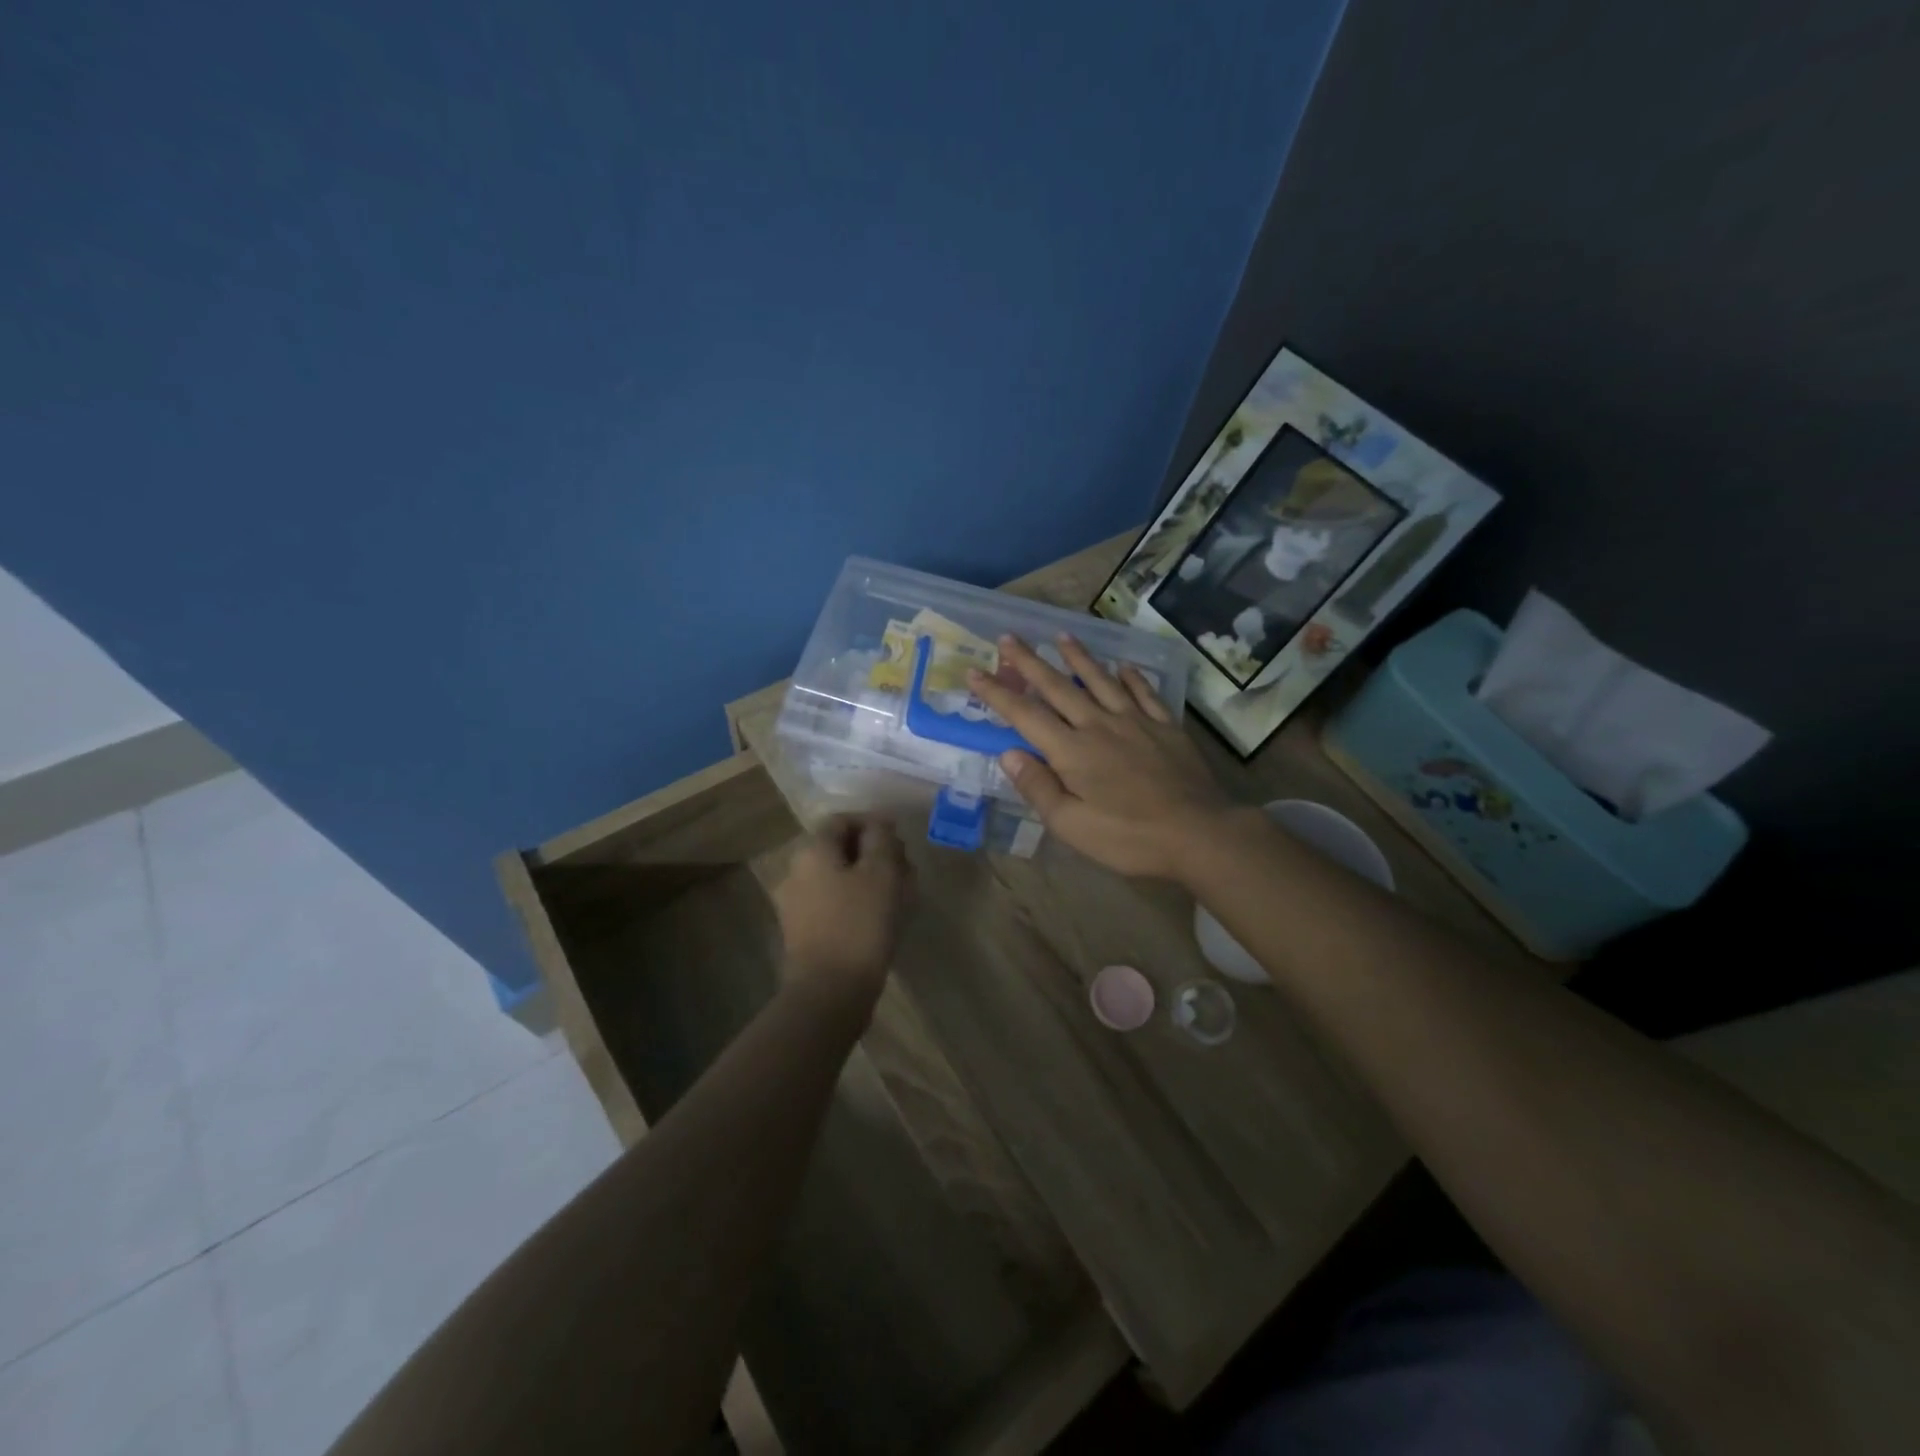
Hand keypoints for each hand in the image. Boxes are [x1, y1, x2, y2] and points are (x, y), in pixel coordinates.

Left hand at [773, 815, 912, 1002]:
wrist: (829, 992)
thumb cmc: (859, 924)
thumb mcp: (881, 872)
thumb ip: (881, 839)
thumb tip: (879, 824)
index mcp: (812, 851)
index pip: (842, 820)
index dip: (873, 823)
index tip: (900, 839)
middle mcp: (797, 872)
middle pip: (839, 849)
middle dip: (874, 853)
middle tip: (906, 869)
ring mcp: (797, 905)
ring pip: (839, 878)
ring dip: (870, 879)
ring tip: (902, 895)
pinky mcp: (804, 933)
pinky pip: (834, 904)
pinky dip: (858, 903)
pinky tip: (883, 918)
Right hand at [967, 634, 1238, 882]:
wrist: (1199, 833)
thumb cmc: (1129, 837)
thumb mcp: (1072, 825)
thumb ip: (1038, 787)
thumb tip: (1009, 753)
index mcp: (1072, 751)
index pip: (1025, 715)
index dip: (997, 694)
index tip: (975, 672)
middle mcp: (1099, 725)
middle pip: (1058, 687)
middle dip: (1030, 662)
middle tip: (1010, 637)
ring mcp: (1135, 721)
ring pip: (1100, 680)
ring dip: (1078, 657)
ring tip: (1062, 635)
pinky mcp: (1165, 726)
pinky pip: (1144, 692)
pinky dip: (1131, 677)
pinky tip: (1124, 666)